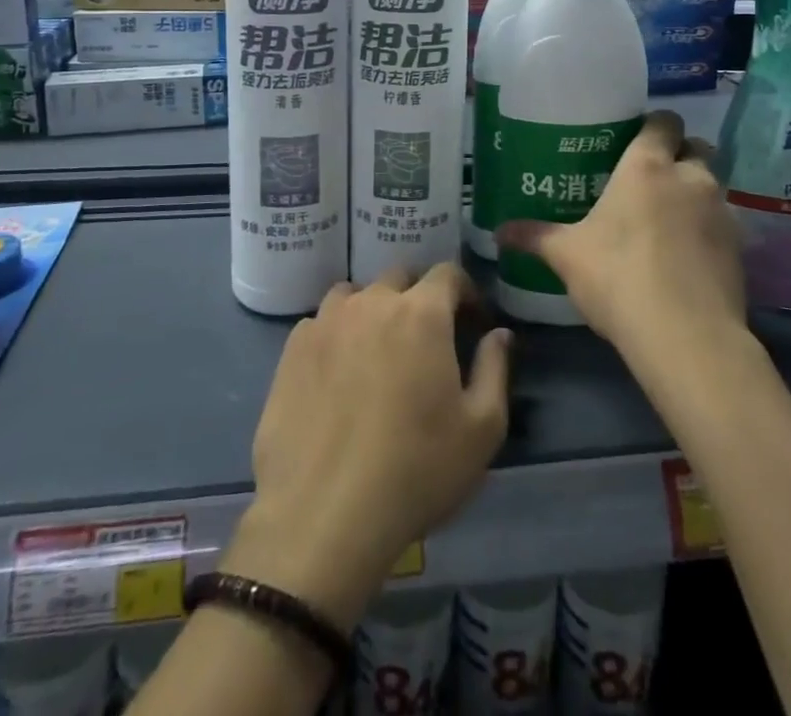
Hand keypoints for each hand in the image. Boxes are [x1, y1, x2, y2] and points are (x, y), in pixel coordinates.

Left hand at [224, 264, 511, 629]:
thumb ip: (495, 368)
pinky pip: (321, 324)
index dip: (465, 292)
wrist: (324, 517)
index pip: (448, 273)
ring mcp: (326, 322)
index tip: (472, 321)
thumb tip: (499, 333)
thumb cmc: (416, 471)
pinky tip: (337, 375)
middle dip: (420, 299)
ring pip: (356, 296)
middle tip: (426, 341)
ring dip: (374, 311)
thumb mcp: (481, 429)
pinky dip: (336, 336)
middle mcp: (372, 302)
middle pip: (400, 278)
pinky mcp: (292, 350)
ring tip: (377, 352)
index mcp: (422, 313)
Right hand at [498, 110, 745, 356]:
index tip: (636, 142)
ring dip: (696, 192)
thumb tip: (498, 232)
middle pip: (696, 147)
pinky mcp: (740, 246)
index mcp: (647, 166)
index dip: (654, 127)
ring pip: (713, 184)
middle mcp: (689, 177)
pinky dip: (709, 229)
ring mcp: (720, 210)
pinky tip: (688, 255)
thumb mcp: (567, 257)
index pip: (664, 121)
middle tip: (653, 179)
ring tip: (670, 219)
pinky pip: (724, 222)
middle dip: (680, 155)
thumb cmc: (619, 278)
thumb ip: (535, 237)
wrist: (686, 336)